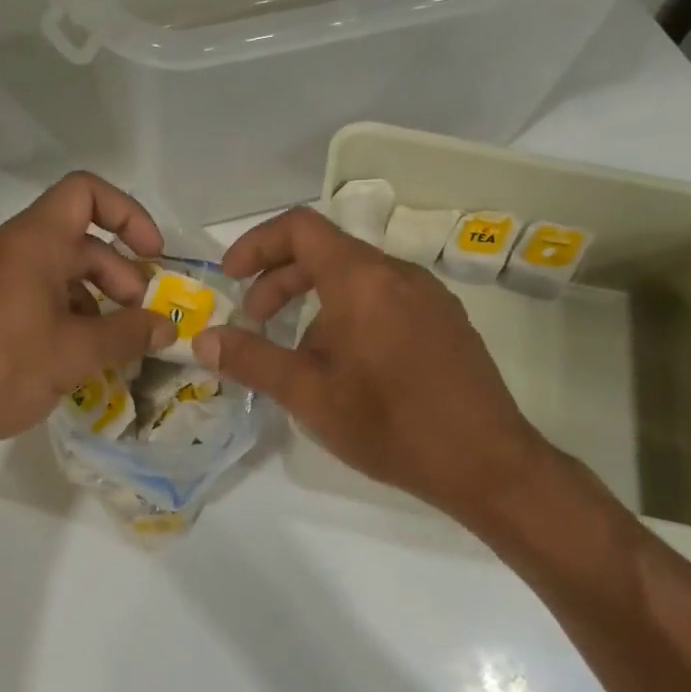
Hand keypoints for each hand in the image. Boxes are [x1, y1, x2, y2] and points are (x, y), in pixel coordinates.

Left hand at [0, 173, 176, 474]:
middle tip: (138, 317)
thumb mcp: (77, 353)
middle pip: (74, 238)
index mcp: (30, 242)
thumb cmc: (4, 372)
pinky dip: (57, 309)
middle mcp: (2, 247)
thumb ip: (130, 333)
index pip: (85, 193)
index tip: (152, 256)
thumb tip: (168, 327)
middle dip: (116, 273)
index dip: (128, 214)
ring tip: (107, 342)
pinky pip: (24, 290)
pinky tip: (67, 353)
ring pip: (49, 268)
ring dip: (89, 296)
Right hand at [192, 207, 548, 522]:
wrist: (488, 463)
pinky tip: (347, 365)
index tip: (231, 277)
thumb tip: (202, 339)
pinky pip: (385, 298)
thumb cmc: (391, 424)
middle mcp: (398, 273)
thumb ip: (251, 360)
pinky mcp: (446, 321)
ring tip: (298, 353)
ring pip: (356, 277)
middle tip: (254, 321)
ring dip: (314, 301)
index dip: (257, 244)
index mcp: (362, 279)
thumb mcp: (309, 395)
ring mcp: (429, 296)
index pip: (300, 228)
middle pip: (326, 252)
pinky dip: (349, 313)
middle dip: (279, 280)